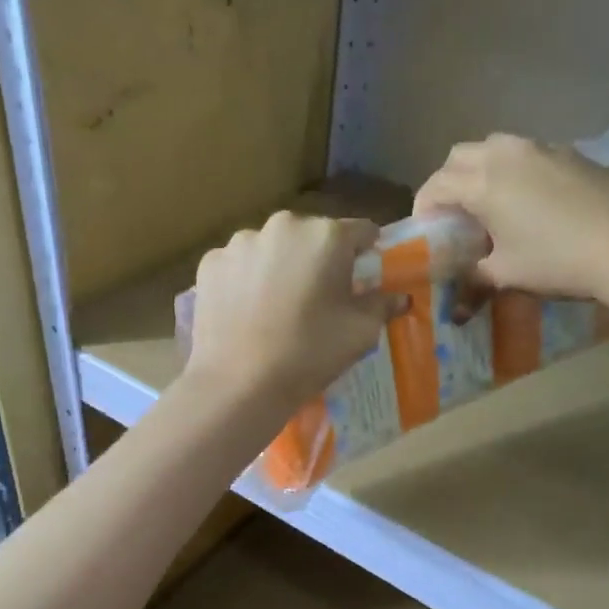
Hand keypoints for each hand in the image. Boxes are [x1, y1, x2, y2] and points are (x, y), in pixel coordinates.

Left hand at [183, 213, 393, 416]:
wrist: (238, 383)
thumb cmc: (309, 354)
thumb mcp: (360, 333)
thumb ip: (382, 305)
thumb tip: (398, 296)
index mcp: (326, 235)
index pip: (361, 231)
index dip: (366, 254)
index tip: (362, 278)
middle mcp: (283, 225)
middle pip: (312, 236)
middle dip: (319, 260)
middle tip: (318, 299)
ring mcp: (240, 241)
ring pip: (272, 248)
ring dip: (280, 267)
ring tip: (277, 307)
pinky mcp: (210, 263)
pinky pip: (239, 264)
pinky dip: (246, 280)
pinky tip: (246, 312)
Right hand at [414, 133, 608, 301]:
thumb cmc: (557, 261)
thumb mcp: (506, 275)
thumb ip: (473, 281)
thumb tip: (457, 308)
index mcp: (482, 181)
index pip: (436, 185)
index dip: (424, 208)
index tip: (426, 232)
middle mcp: (507, 153)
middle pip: (460, 156)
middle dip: (449, 182)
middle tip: (454, 216)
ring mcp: (544, 148)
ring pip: (496, 148)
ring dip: (482, 171)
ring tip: (491, 206)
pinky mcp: (573, 153)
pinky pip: (529, 155)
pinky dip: (516, 172)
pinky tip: (532, 203)